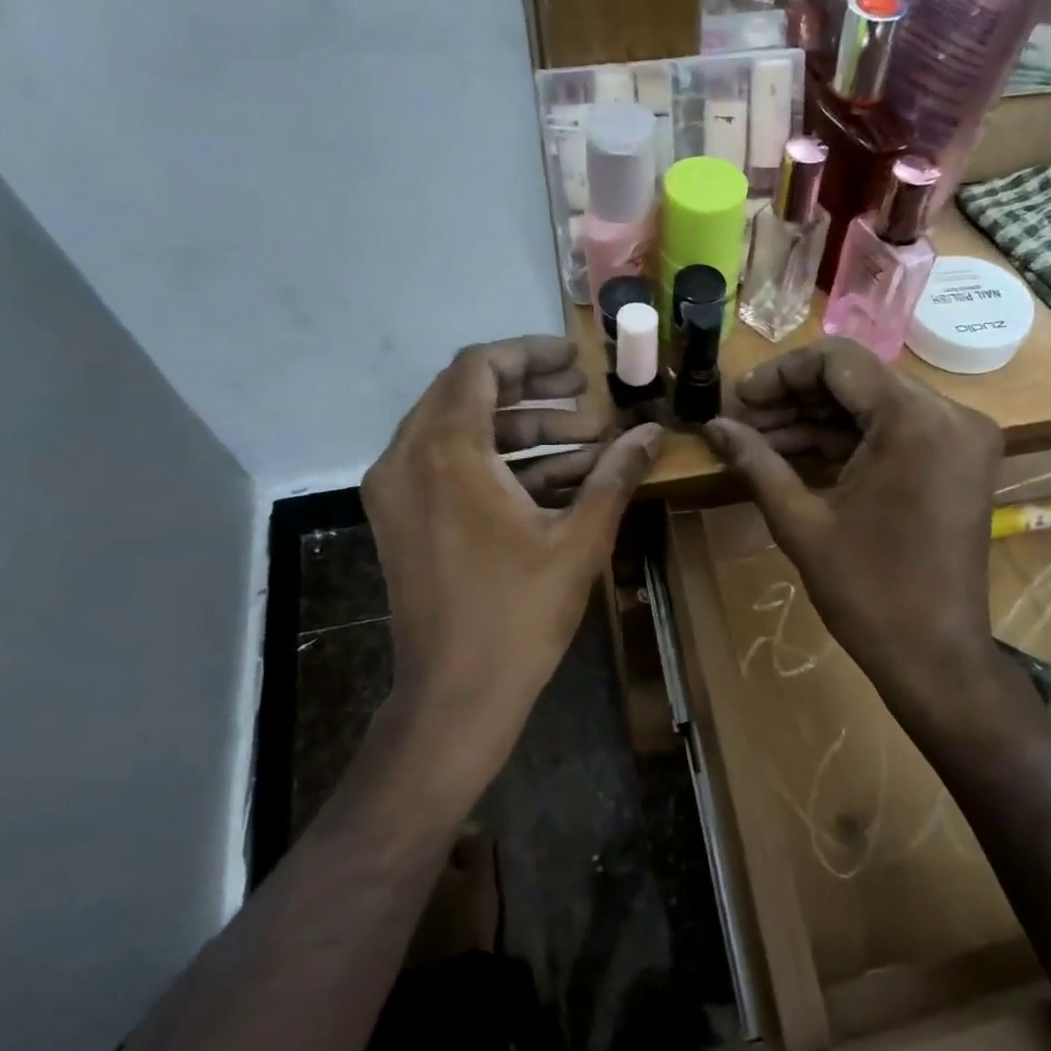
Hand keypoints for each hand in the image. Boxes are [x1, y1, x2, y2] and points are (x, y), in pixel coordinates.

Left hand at [361, 337, 660, 789]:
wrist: (455, 695)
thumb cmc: (517, 614)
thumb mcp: (578, 539)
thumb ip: (615, 476)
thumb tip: (653, 434)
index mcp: (445, 451)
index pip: (479, 367)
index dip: (531, 355)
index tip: (577, 363)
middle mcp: (407, 458)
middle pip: (468, 395)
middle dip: (535, 394)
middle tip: (590, 400)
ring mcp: (397, 491)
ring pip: (461, 433)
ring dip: (523, 432)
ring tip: (589, 442)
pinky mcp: (403, 519)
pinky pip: (450, 468)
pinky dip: (500, 465)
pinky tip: (558, 478)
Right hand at [703, 339, 1004, 724]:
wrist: (936, 656)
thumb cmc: (868, 592)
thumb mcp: (802, 523)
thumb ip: (756, 462)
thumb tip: (712, 426)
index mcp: (914, 420)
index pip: (838, 361)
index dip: (780, 373)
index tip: (738, 399)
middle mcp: (949, 414)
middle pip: (858, 381)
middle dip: (795, 399)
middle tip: (743, 424)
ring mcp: (961, 438)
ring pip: (875, 406)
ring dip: (818, 421)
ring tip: (759, 443)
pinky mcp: (959, 462)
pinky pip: (896, 432)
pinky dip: (849, 441)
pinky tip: (797, 456)